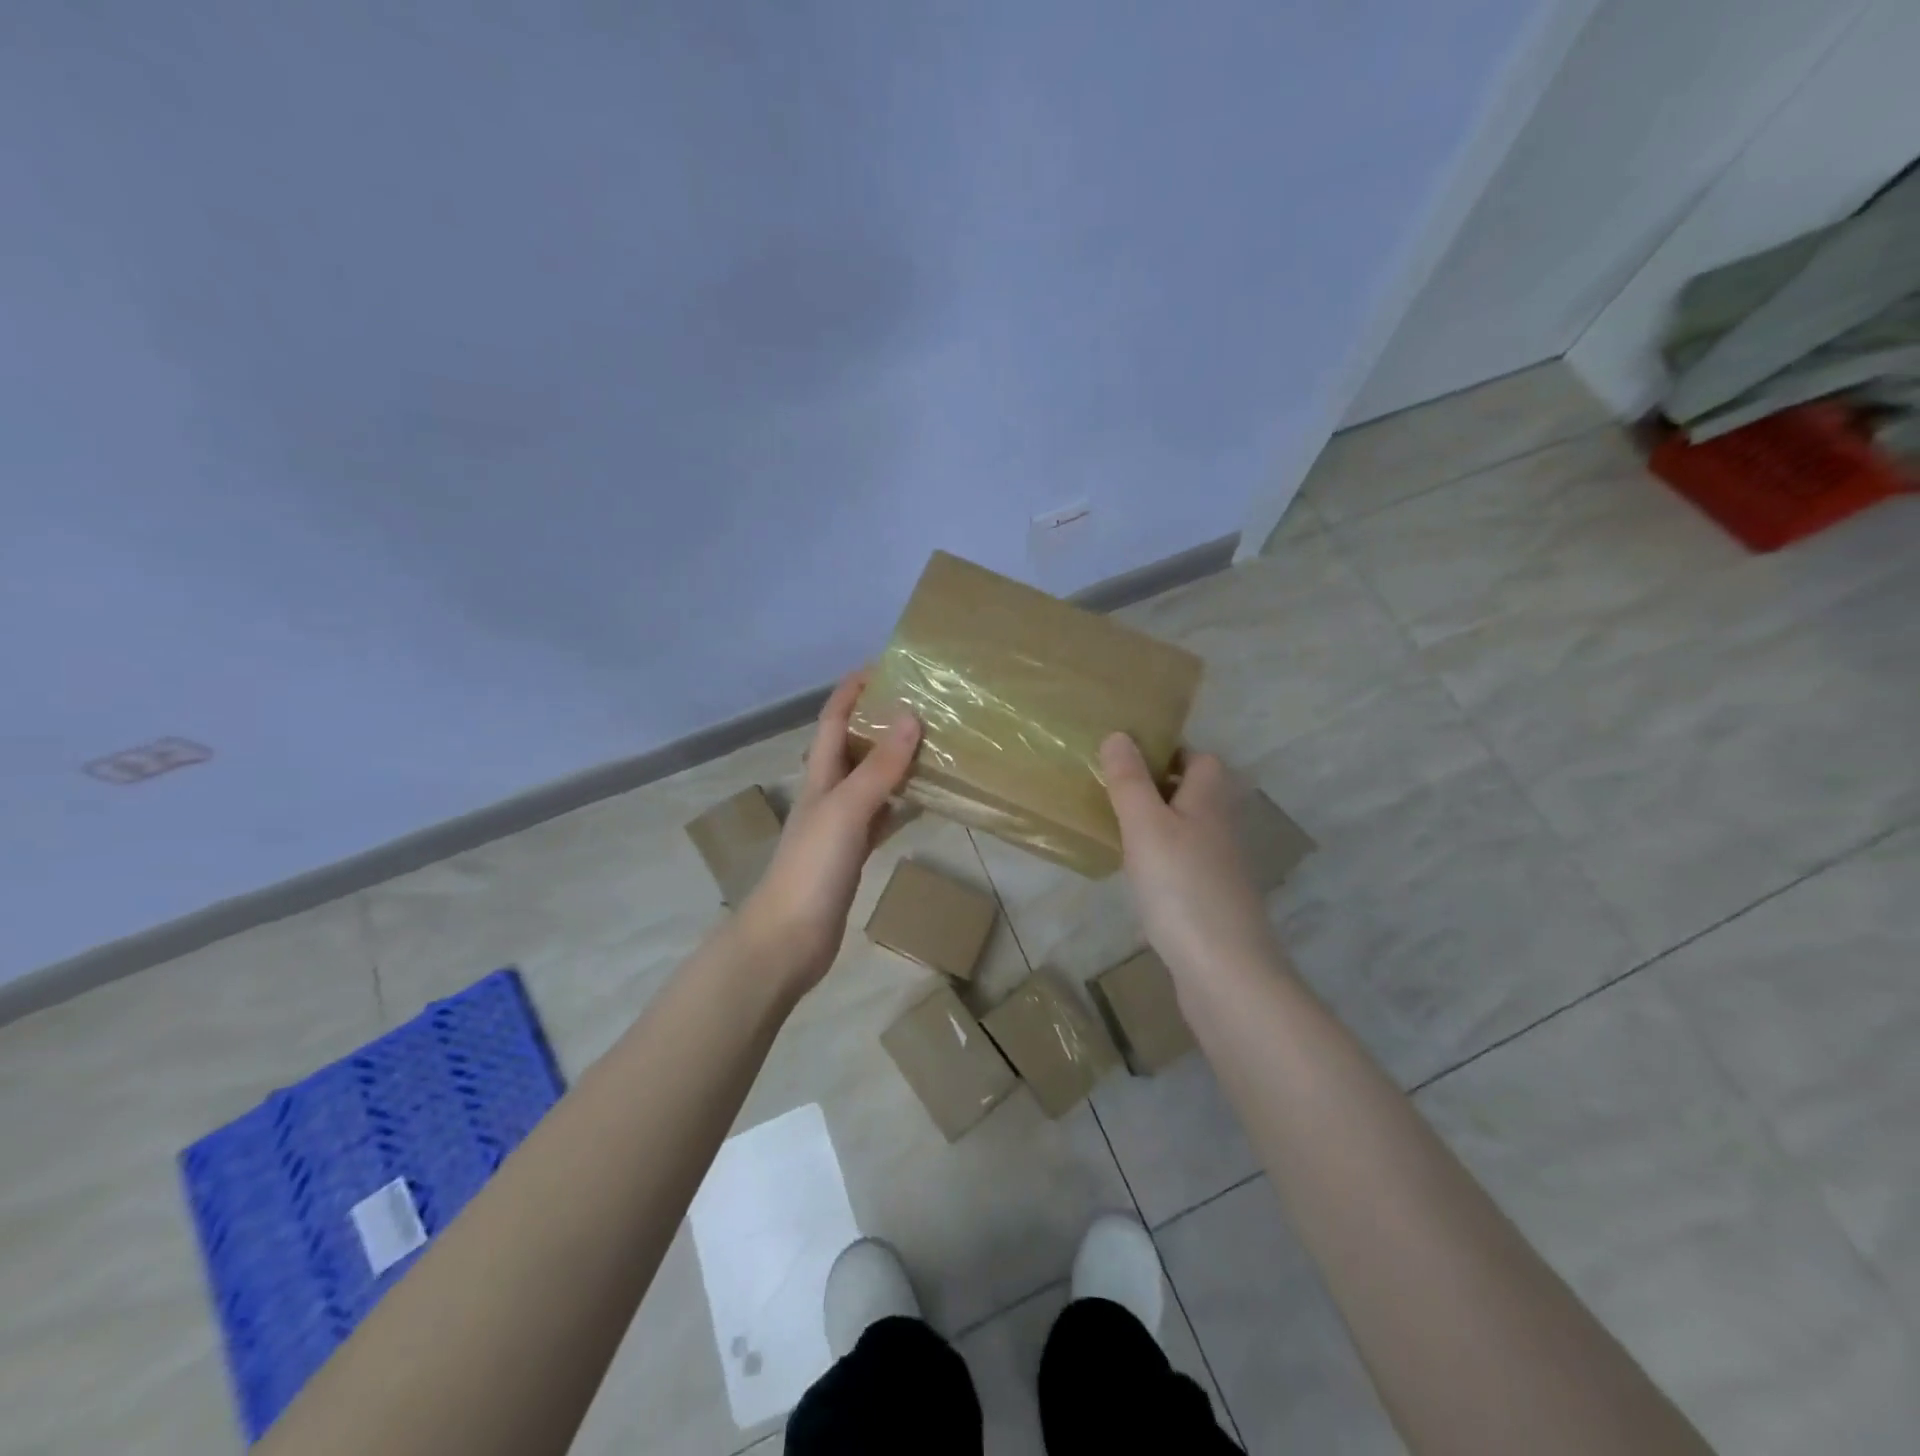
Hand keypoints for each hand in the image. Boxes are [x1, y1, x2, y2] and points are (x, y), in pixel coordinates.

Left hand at [736, 670, 920, 993]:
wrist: (788, 938)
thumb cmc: (812, 867)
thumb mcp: (847, 809)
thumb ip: (879, 767)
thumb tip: (910, 715)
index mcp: (820, 777)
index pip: (834, 720)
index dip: (852, 691)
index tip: (884, 668)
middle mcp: (828, 794)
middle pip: (853, 747)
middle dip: (879, 722)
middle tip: (922, 704)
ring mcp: (840, 827)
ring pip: (870, 782)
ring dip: (894, 762)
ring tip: (932, 745)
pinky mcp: (852, 856)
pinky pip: (880, 819)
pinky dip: (900, 805)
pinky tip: (923, 802)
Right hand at [1100, 733, 1280, 986]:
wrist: (1224, 970)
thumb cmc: (1181, 886)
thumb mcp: (1145, 825)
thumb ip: (1130, 781)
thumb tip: (1118, 734)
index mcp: (1210, 800)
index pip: (1200, 758)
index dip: (1169, 753)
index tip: (1129, 760)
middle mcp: (1223, 828)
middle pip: (1196, 794)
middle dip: (1160, 789)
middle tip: (1116, 794)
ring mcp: (1222, 867)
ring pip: (1190, 830)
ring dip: (1161, 825)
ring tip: (1120, 831)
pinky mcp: (1214, 900)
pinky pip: (1187, 865)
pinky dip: (1165, 861)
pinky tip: (1140, 878)